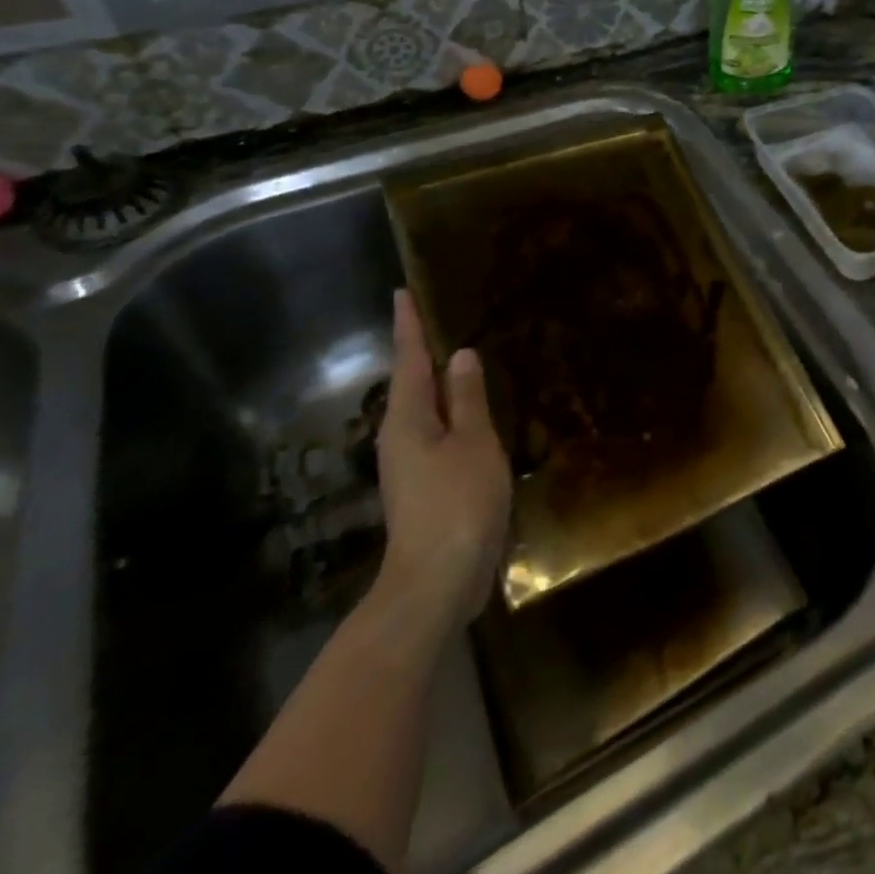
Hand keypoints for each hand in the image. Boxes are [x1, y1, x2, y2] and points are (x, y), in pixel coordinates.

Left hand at [374, 290, 511, 634]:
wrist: (437, 581)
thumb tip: (461, 355)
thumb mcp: (474, 442)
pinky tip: (469, 412)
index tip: (401, 292)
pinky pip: (438, 433)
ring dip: (439, 382)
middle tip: (438, 316)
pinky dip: (452, 413)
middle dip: (421, 350)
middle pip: (411, 382)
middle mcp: (400, 435)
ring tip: (458, 357)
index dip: (408, 325)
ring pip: (425, 409)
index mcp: (408, 418)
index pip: (409, 358)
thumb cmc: (458, 502)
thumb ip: (468, 398)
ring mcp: (410, 464)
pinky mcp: (424, 486)